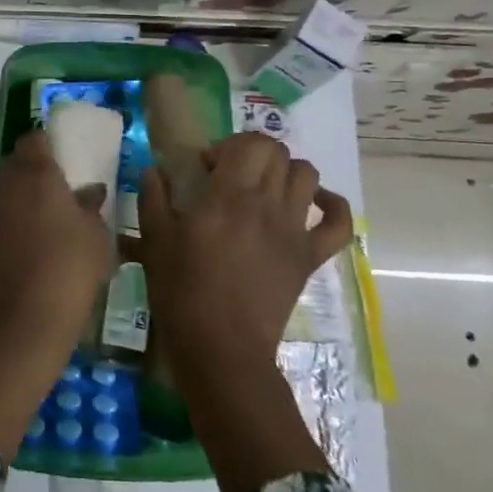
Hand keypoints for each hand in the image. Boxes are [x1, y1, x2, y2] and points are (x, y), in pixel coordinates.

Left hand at [0, 129, 113, 358]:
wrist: (21, 325)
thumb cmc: (69, 271)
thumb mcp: (97, 238)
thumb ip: (91, 208)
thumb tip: (89, 192)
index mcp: (36, 176)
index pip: (33, 140)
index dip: (46, 143)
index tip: (62, 155)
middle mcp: (5, 188)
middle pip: (14, 164)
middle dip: (33, 170)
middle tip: (59, 188)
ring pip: (4, 194)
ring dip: (22, 200)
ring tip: (49, 222)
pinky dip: (12, 226)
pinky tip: (32, 249)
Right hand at [139, 133, 352, 368]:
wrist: (221, 347)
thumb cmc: (182, 292)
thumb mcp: (155, 240)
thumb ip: (154, 198)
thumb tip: (154, 170)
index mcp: (229, 197)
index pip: (248, 144)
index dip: (228, 146)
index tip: (207, 168)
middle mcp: (267, 205)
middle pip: (278, 153)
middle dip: (254, 153)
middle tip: (232, 175)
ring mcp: (294, 231)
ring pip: (307, 176)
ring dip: (286, 172)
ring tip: (264, 188)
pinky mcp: (310, 257)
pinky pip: (339, 224)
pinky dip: (331, 206)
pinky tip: (313, 205)